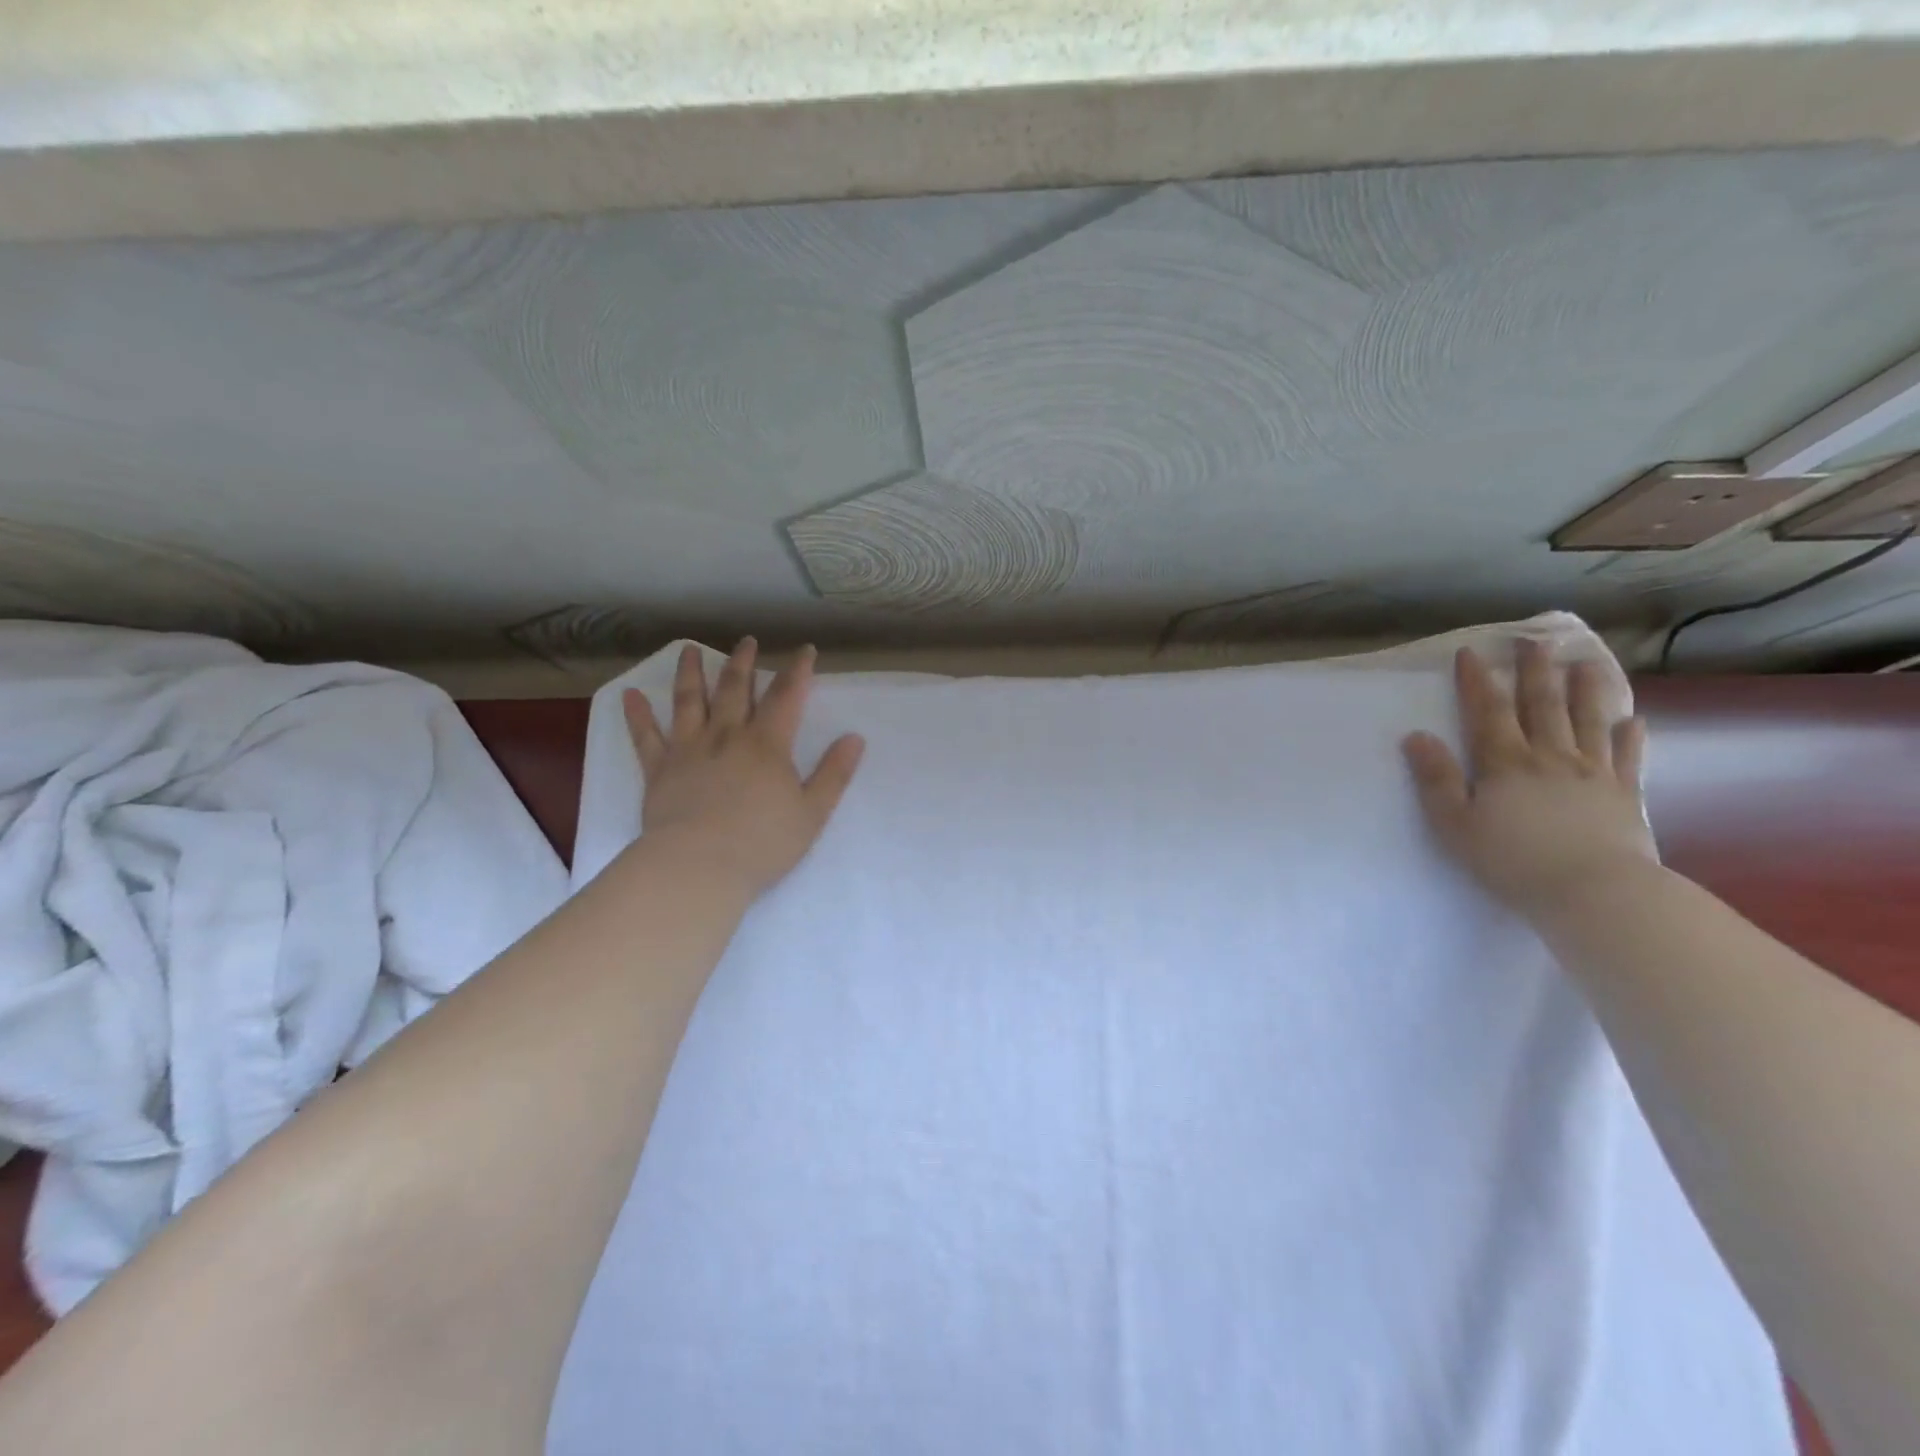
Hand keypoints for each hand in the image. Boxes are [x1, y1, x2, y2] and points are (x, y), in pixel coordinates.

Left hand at [624, 639, 864, 898]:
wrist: (698, 867)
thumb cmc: (762, 843)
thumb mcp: (812, 812)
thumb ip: (834, 773)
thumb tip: (855, 738)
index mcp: (767, 745)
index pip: (787, 697)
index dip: (798, 670)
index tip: (804, 650)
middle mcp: (727, 736)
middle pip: (735, 689)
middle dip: (744, 662)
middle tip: (746, 641)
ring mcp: (689, 750)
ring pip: (689, 701)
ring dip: (691, 673)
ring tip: (688, 650)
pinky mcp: (659, 770)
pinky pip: (646, 737)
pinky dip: (637, 715)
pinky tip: (629, 695)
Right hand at [1402, 639, 1654, 919]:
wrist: (1595, 893)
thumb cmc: (1512, 861)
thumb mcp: (1455, 824)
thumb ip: (1436, 779)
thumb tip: (1416, 736)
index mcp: (1504, 763)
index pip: (1487, 712)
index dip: (1478, 682)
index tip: (1471, 652)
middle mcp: (1549, 757)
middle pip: (1541, 706)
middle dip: (1534, 672)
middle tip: (1534, 642)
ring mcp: (1592, 774)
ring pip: (1587, 722)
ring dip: (1585, 690)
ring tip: (1585, 662)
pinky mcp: (1625, 796)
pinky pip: (1628, 759)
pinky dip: (1631, 737)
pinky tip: (1633, 720)